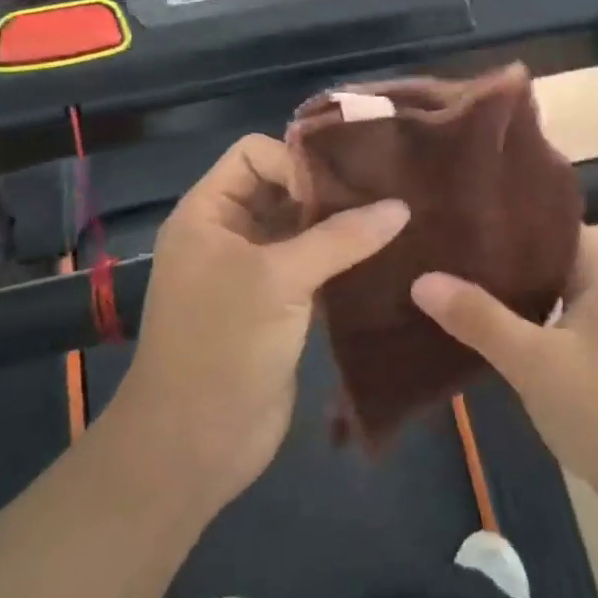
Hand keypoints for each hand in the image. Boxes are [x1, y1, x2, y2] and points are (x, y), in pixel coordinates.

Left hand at [118, 134, 409, 512]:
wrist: (196, 444)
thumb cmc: (223, 345)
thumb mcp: (279, 280)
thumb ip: (341, 237)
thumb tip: (401, 206)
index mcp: (208, 213)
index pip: (254, 154)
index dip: (297, 161)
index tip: (346, 185)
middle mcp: (228, 234)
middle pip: (283, 188)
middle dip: (330, 191)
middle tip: (388, 192)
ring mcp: (253, 272)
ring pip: (303, 230)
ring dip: (343, 228)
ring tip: (397, 221)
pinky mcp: (279, 306)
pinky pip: (314, 267)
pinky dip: (344, 261)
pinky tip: (387, 259)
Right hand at [412, 227, 597, 523]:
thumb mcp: (530, 360)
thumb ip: (478, 317)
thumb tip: (422, 280)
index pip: (549, 222)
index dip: (506, 219)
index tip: (460, 217)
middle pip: (547, 252)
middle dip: (501, 253)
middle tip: (447, 246)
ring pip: (551, 283)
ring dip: (512, 285)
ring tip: (457, 274)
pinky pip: (556, 310)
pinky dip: (526, 310)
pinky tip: (487, 317)